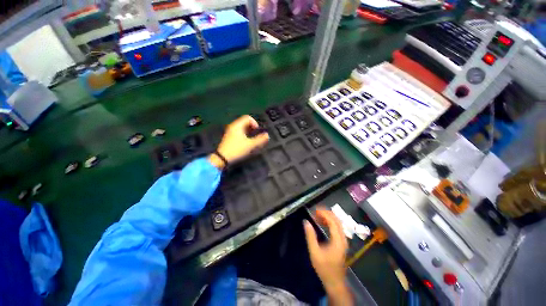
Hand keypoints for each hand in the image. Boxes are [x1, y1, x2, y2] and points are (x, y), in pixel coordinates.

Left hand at [209, 115, 268, 168]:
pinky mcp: (229, 137)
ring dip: (249, 131)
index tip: (257, 131)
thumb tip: (267, 135)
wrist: (222, 158)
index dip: (254, 123)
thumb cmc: (237, 149)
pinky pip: (238, 132)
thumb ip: (260, 140)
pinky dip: (244, 134)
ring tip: (252, 139)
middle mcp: (233, 126)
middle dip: (252, 127)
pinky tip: (246, 142)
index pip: (247, 118)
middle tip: (256, 135)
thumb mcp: (250, 145)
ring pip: (242, 128)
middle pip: (244, 122)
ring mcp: (230, 132)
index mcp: (237, 125)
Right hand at [304, 209, 351, 304]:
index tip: (315, 210)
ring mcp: (344, 240)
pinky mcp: (342, 243)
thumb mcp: (315, 252)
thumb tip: (306, 222)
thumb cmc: (324, 268)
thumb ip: (310, 236)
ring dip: (328, 217)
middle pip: (337, 220)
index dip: (324, 213)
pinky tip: (322, 223)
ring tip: (317, 215)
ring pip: (337, 223)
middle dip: (326, 213)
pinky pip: (337, 228)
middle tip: (315, 211)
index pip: (333, 221)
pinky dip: (330, 223)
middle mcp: (343, 238)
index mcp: (338, 240)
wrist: (334, 282)